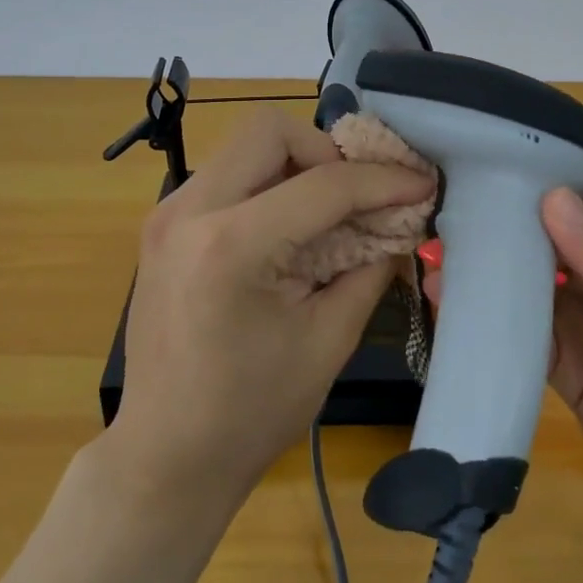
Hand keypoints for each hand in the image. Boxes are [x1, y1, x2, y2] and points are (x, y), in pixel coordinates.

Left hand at [112, 108, 435, 507]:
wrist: (166, 454)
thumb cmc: (251, 411)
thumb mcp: (328, 341)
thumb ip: (370, 268)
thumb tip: (400, 224)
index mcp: (231, 246)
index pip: (323, 185)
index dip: (382, 181)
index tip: (421, 184)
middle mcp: (189, 211)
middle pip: (269, 129)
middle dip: (326, 153)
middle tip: (355, 197)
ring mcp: (167, 214)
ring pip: (244, 146)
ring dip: (294, 165)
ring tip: (326, 213)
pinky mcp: (162, 224)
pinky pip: (225, 175)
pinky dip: (266, 184)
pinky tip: (287, 229)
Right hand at [424, 184, 582, 544]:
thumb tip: (549, 199)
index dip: (550, 177)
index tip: (494, 160)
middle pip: (553, 237)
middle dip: (509, 220)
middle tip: (450, 200)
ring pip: (531, 283)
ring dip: (492, 267)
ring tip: (438, 242)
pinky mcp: (565, 369)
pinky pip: (522, 335)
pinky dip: (488, 318)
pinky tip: (448, 299)